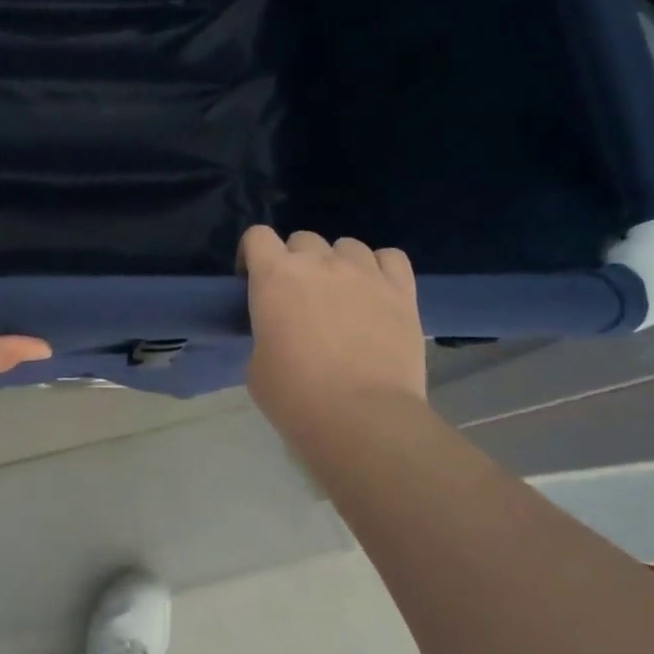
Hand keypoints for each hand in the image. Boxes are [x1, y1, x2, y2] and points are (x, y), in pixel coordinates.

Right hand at [241, 227, 427, 452]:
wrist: (362, 418)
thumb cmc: (296, 397)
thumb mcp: (257, 365)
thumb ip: (266, 333)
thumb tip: (281, 332)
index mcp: (275, 277)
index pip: (257, 236)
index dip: (252, 254)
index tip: (253, 281)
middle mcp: (319, 263)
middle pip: (303, 239)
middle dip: (296, 261)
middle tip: (298, 297)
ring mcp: (364, 273)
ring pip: (347, 245)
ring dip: (338, 263)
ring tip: (341, 294)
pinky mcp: (402, 291)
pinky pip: (390, 258)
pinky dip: (380, 268)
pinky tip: (376, 290)